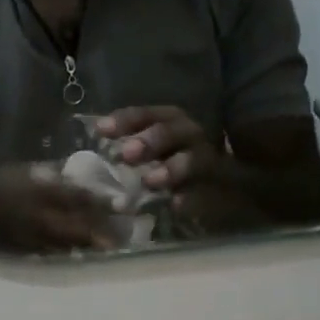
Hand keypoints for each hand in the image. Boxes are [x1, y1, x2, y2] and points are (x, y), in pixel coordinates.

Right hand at [0, 164, 118, 253]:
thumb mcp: (17, 169)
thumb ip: (46, 173)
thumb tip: (70, 174)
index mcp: (39, 191)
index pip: (78, 197)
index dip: (102, 201)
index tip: (124, 203)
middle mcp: (39, 217)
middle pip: (79, 227)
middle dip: (102, 232)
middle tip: (122, 235)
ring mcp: (31, 237)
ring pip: (67, 244)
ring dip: (88, 245)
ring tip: (108, 246)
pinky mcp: (21, 250)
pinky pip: (50, 253)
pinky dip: (66, 252)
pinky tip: (76, 252)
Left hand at [100, 106, 220, 190]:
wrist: (224, 185)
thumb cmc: (172, 162)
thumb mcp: (151, 150)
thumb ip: (128, 148)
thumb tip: (95, 150)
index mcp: (169, 120)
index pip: (146, 114)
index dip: (125, 120)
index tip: (102, 130)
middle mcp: (189, 135)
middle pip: (170, 132)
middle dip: (149, 141)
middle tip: (127, 155)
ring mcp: (205, 161)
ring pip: (193, 160)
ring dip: (171, 168)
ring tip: (151, 181)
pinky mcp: (216, 188)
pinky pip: (205, 191)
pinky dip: (191, 198)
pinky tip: (176, 204)